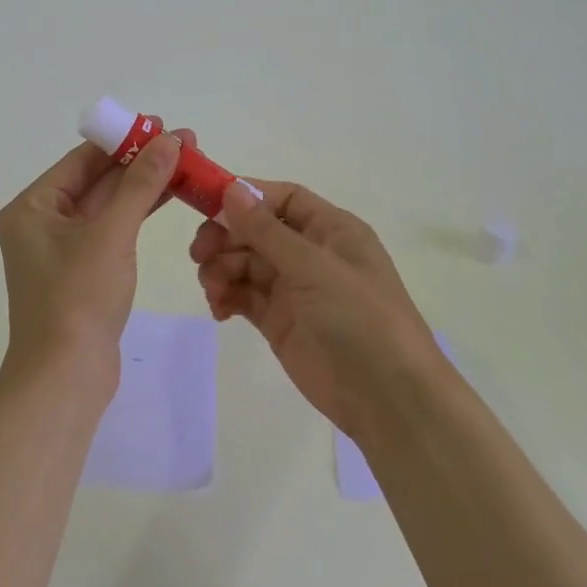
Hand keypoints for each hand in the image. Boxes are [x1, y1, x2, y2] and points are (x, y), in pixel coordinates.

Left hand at [0, 129, 192, 394]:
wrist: (65, 378)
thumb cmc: (78, 299)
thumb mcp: (111, 235)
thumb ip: (140, 185)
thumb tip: (169, 140)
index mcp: (33, 208)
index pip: (82, 159)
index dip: (124, 140)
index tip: (163, 125)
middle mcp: (43, 223)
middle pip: (96, 180)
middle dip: (140, 162)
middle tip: (185, 143)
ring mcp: (64, 250)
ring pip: (109, 205)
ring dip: (144, 186)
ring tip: (187, 164)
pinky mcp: (84, 272)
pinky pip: (113, 230)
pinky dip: (139, 214)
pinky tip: (169, 197)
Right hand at [191, 181, 447, 438]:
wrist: (387, 397)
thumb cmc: (360, 318)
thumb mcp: (314, 268)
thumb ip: (267, 231)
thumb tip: (232, 189)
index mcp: (331, 230)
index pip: (282, 199)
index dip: (245, 198)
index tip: (206, 207)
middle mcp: (312, 254)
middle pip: (257, 231)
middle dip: (225, 237)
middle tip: (199, 254)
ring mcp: (295, 289)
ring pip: (245, 264)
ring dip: (222, 269)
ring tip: (213, 290)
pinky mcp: (280, 322)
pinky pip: (244, 296)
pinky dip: (227, 297)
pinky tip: (220, 309)